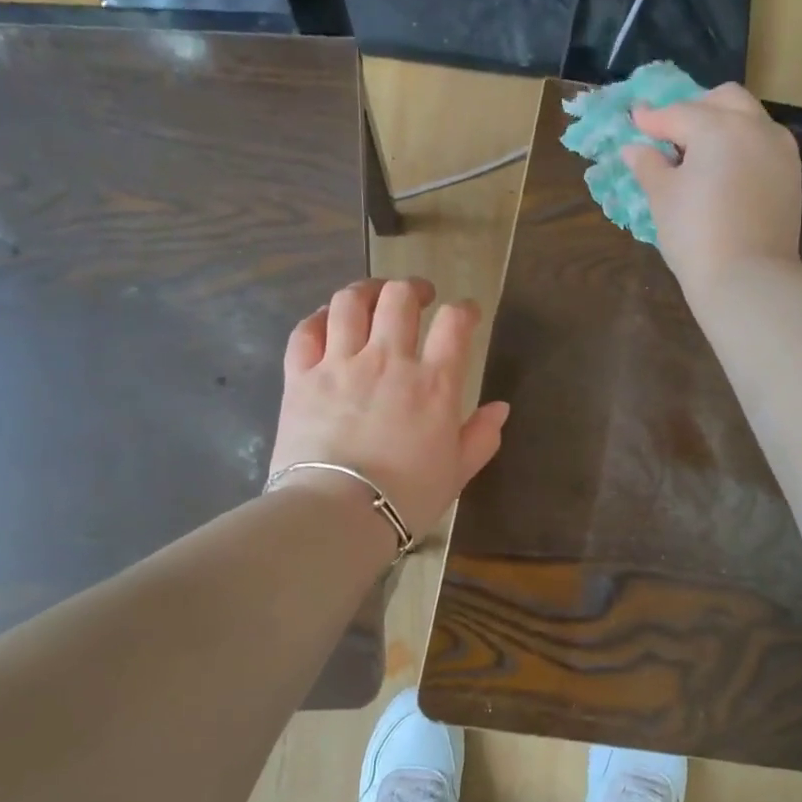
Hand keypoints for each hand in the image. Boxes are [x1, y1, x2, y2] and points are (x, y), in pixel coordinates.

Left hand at [269, 278, 510, 536]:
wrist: (338, 513)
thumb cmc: (406, 497)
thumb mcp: (457, 472)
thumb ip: (481, 436)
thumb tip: (501, 408)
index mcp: (434, 383)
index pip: (455, 323)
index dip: (465, 310)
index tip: (467, 314)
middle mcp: (388, 360)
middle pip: (400, 297)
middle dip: (414, 288)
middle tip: (420, 297)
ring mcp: (340, 364)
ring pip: (351, 302)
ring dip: (367, 291)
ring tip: (373, 296)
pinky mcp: (301, 376)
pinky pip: (306, 331)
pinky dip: (319, 318)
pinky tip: (328, 321)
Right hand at [622, 83, 801, 295]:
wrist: (747, 278)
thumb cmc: (695, 234)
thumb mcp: (662, 198)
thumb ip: (649, 166)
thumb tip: (634, 149)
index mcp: (718, 127)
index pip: (679, 113)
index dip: (652, 119)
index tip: (635, 119)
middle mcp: (755, 127)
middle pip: (723, 100)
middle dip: (695, 109)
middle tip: (672, 133)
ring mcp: (779, 150)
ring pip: (749, 119)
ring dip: (723, 124)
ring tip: (699, 153)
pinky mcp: (791, 175)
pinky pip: (763, 145)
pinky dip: (742, 146)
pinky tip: (725, 171)